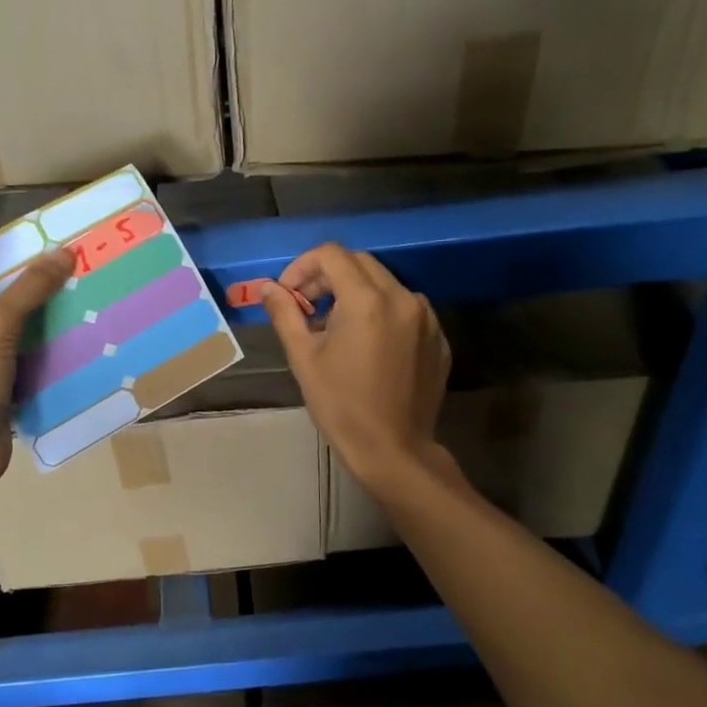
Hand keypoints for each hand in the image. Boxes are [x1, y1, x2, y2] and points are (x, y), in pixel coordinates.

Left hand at [0, 249, 72, 489]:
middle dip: (32, 287)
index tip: (47, 245)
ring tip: (82, 293)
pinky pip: (21, 356)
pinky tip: (76, 331)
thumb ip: (30, 287)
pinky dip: (44, 348)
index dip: (8, 256)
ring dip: (43, 318)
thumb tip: (65, 252)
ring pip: (11, 328)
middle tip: (74, 267)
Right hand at [260, 243, 450, 488]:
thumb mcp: (304, 358)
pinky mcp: (439, 338)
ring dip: (356, 293)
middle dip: (327, 276)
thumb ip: (285, 313)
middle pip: (359, 263)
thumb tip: (267, 288)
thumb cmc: (341, 405)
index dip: (302, 267)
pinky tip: (368, 344)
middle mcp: (402, 298)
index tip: (289, 294)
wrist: (394, 451)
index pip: (331, 254)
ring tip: (336, 327)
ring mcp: (426, 318)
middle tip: (307, 307)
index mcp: (367, 300)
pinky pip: (406, 309)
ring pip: (385, 284)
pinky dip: (382, 312)